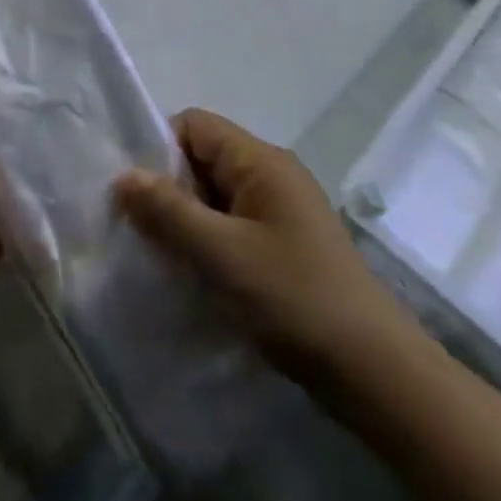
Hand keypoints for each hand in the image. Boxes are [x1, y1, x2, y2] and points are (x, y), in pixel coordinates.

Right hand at [115, 109, 414, 396]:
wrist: (379, 375)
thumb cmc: (295, 299)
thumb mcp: (221, 253)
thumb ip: (168, 211)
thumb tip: (122, 176)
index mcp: (260, 160)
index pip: (193, 125)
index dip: (159, 150)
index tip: (138, 196)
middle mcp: (272, 174)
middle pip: (202, 159)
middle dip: (169, 191)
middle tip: (145, 235)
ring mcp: (282, 211)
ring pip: (215, 197)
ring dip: (188, 223)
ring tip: (167, 261)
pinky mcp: (287, 246)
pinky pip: (233, 226)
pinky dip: (210, 244)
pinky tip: (199, 279)